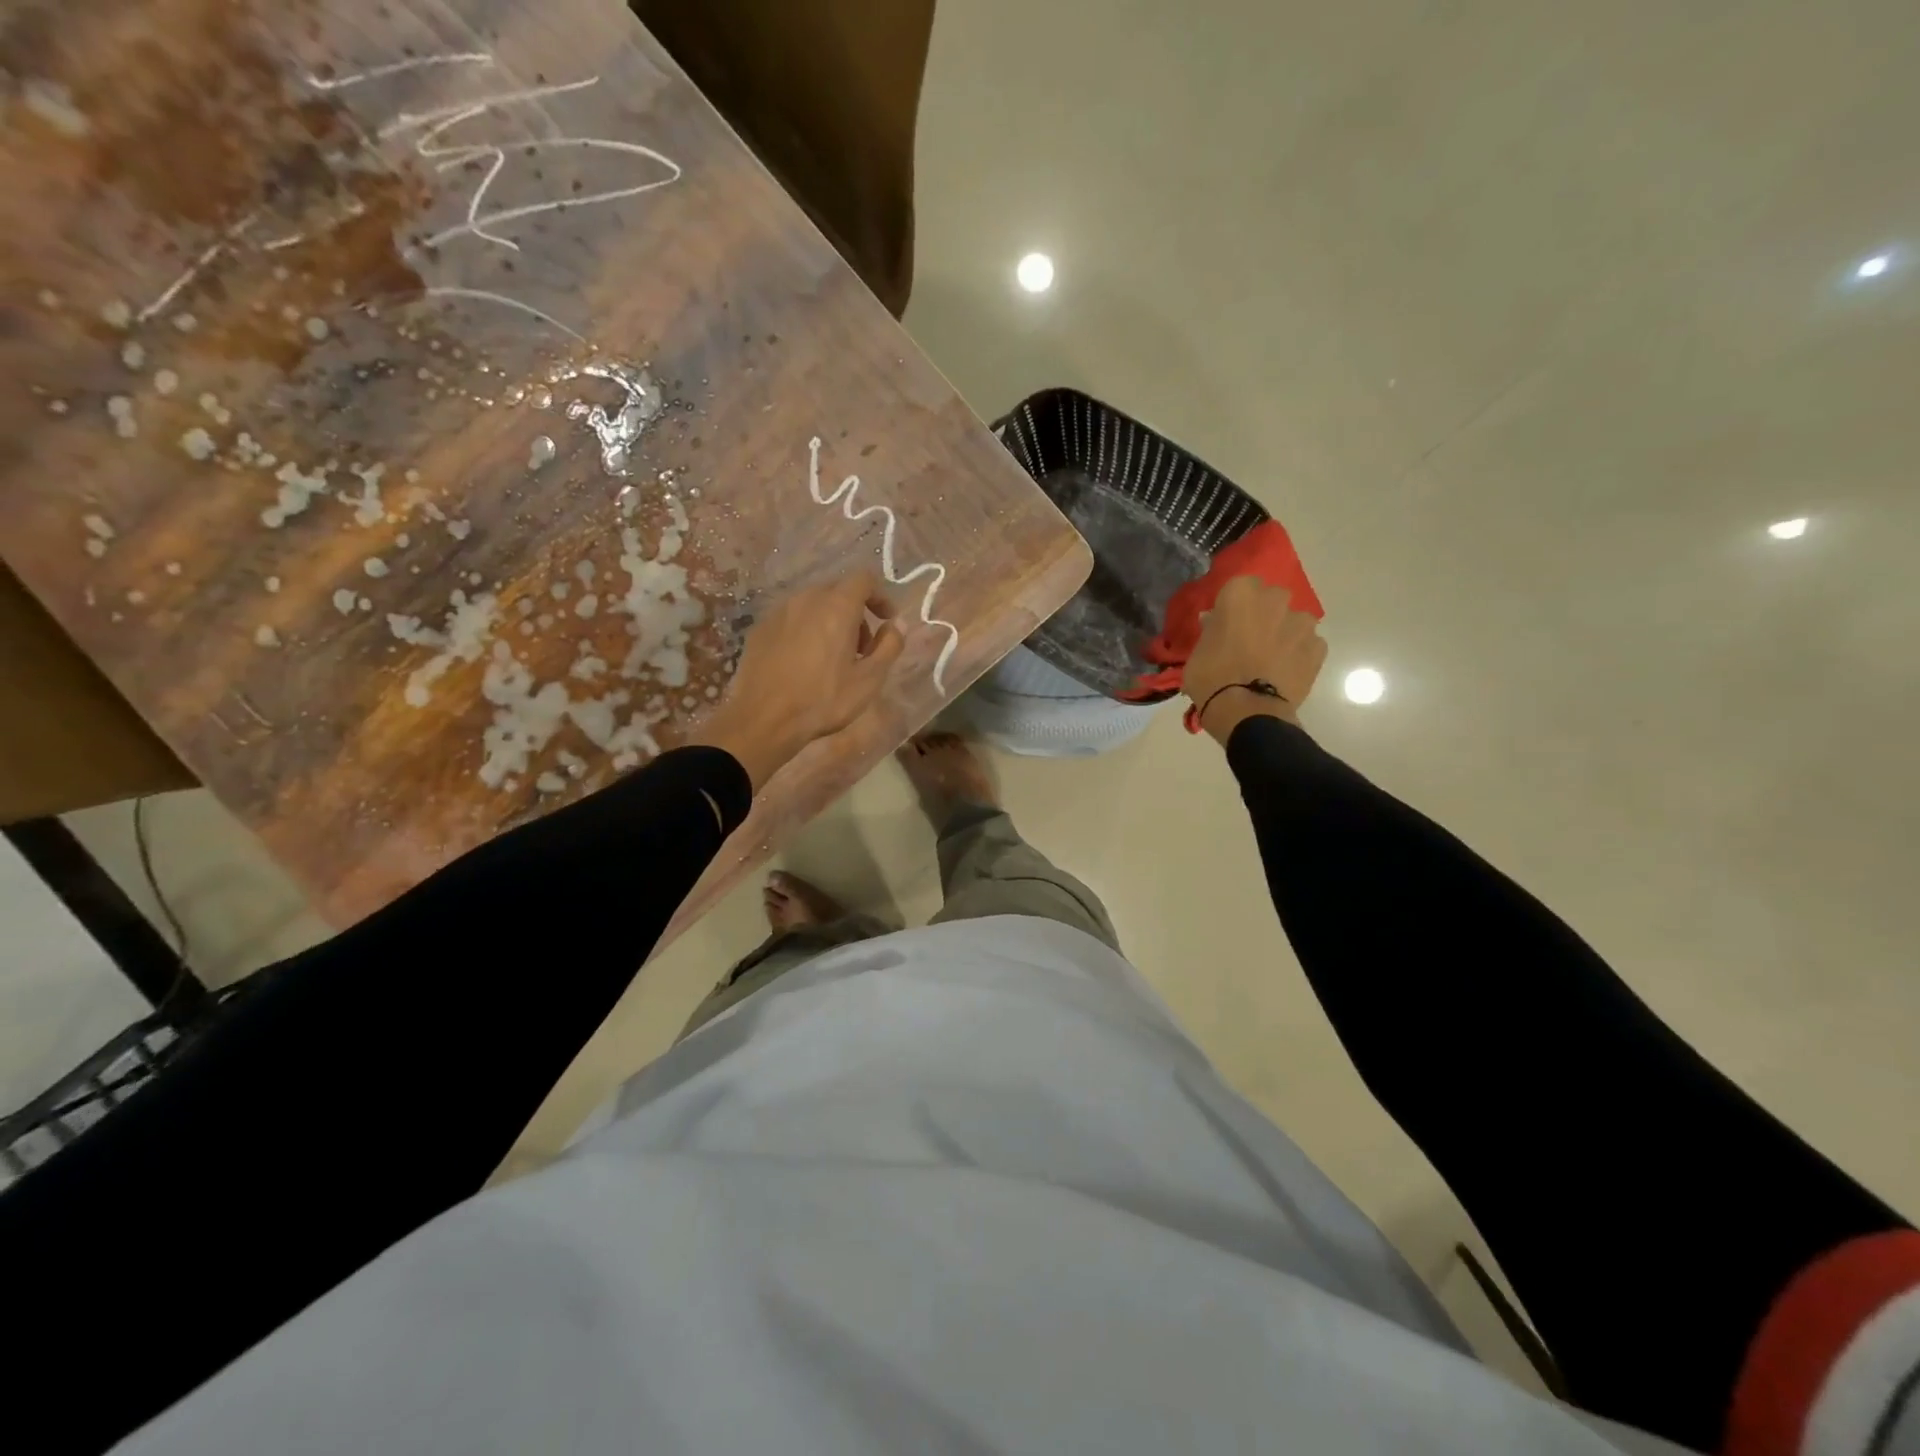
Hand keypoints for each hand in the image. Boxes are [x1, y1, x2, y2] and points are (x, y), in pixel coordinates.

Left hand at [691, 572, 903, 790]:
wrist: (764, 719)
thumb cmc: (823, 699)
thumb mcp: (869, 679)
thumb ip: (890, 645)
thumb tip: (896, 624)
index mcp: (836, 606)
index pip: (864, 580)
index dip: (880, 596)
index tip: (887, 620)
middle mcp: (806, 599)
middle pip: (838, 591)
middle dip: (856, 612)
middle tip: (862, 648)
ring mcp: (779, 612)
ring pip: (813, 605)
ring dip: (830, 621)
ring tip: (833, 658)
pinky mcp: (760, 628)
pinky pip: (791, 619)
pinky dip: (806, 630)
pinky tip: (804, 662)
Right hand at [1184, 576, 1327, 745]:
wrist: (1248, 712)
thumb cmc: (1211, 679)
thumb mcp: (1197, 653)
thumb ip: (1211, 631)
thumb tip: (1215, 622)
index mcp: (1240, 594)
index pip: (1239, 587)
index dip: (1234, 606)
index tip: (1227, 623)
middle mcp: (1275, 600)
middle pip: (1271, 599)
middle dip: (1264, 614)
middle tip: (1250, 640)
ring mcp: (1301, 623)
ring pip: (1293, 621)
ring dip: (1284, 633)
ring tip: (1271, 659)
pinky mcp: (1318, 648)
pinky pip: (1308, 644)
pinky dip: (1299, 654)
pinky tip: (1286, 672)